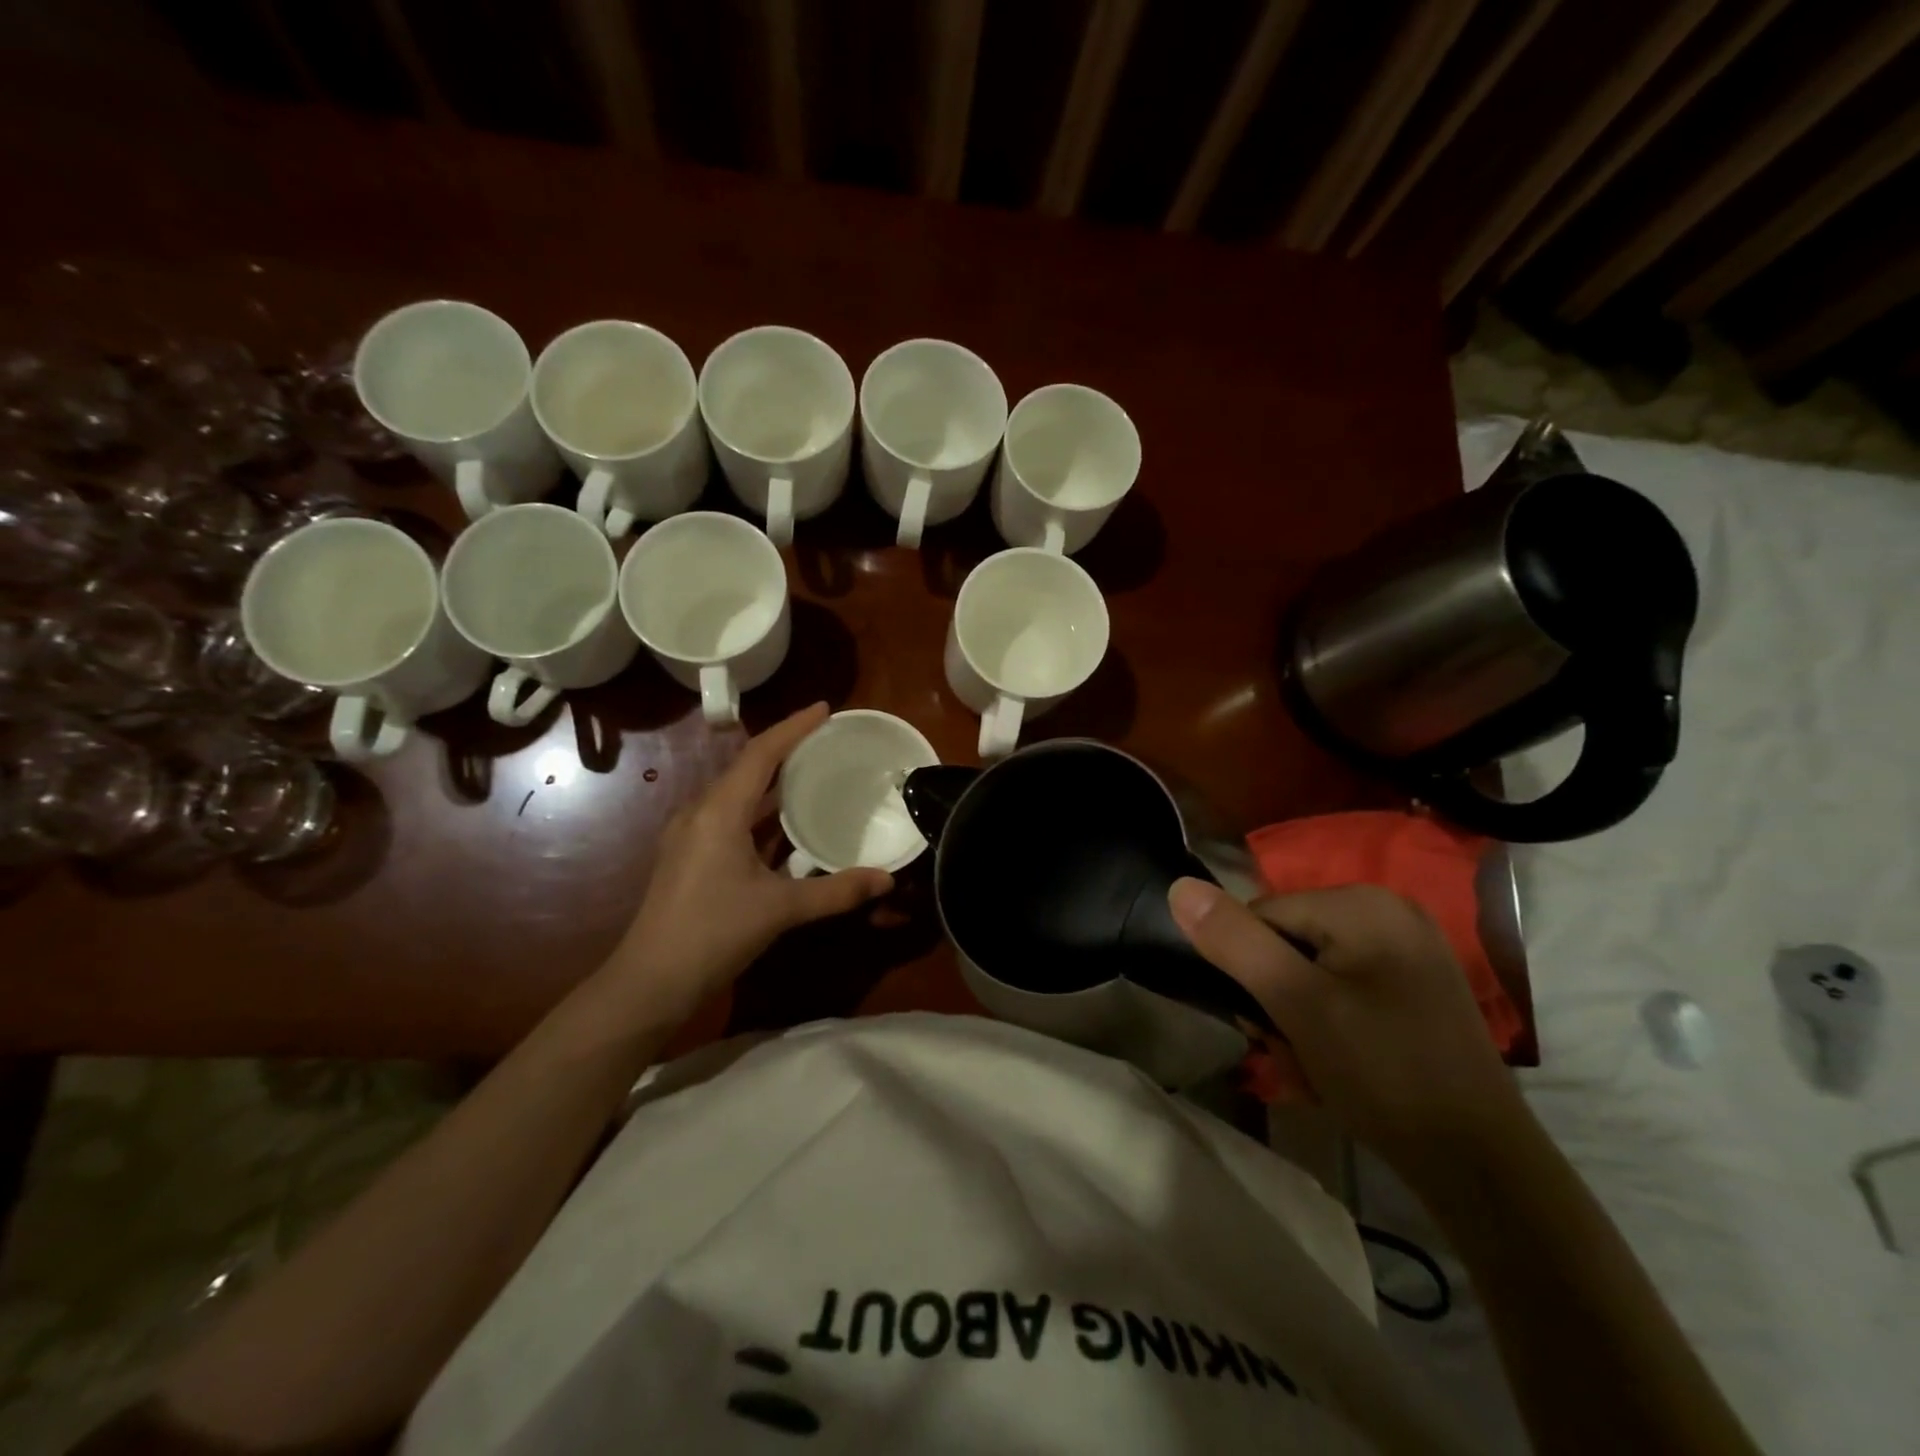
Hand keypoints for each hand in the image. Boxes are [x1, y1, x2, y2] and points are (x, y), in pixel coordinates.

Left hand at [606, 704, 893, 1024]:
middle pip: (747, 767)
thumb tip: (886, 879)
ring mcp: (690, 835)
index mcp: (719, 812)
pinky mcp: (690, 857)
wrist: (650, 981)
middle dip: (786, 750)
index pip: (760, 754)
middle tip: (826, 741)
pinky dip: (761, 812)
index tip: (825, 709)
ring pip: (738, 794)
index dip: (794, 728)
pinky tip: (785, 825)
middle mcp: (701, 813)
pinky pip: (730, 817)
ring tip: (812, 774)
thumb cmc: (713, 933)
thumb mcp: (780, 909)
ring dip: (773, 783)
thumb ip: (835, 891)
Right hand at [1168, 879, 1527, 1182]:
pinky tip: (1340, 1065)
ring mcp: (1410, 949)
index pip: (1263, 915)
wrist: (1481, 1167)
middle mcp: (1390, 911)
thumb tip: (1180, 888)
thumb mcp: (1296, 1004)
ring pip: (1313, 969)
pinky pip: (1345, 988)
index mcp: (1363, 903)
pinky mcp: (1418, 985)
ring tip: (1314, 1066)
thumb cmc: (1382, 1074)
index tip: (1266, 1025)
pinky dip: (1330, 1023)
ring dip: (1298, 1017)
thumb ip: (1235, 942)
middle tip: (1293, 1052)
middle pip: (1288, 941)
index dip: (1249, 970)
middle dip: (1277, 999)